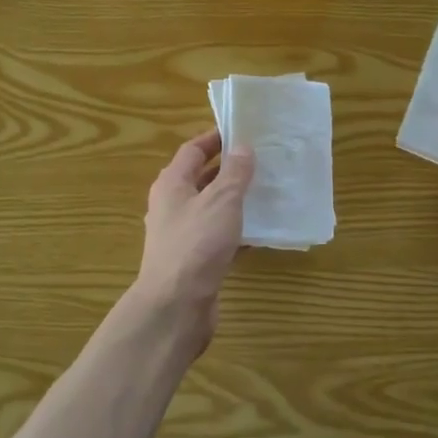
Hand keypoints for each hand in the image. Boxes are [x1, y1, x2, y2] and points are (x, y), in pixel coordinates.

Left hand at [135, 129, 254, 339]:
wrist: (176, 305)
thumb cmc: (196, 244)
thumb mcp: (221, 200)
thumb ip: (235, 173)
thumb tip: (243, 147)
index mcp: (171, 184)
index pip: (192, 150)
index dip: (215, 139)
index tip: (243, 132)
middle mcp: (172, 206)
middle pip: (200, 178)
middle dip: (228, 170)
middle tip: (261, 161)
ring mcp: (181, 235)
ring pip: (211, 209)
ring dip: (234, 200)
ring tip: (266, 192)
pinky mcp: (193, 261)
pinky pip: (217, 237)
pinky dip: (236, 231)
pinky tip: (260, 232)